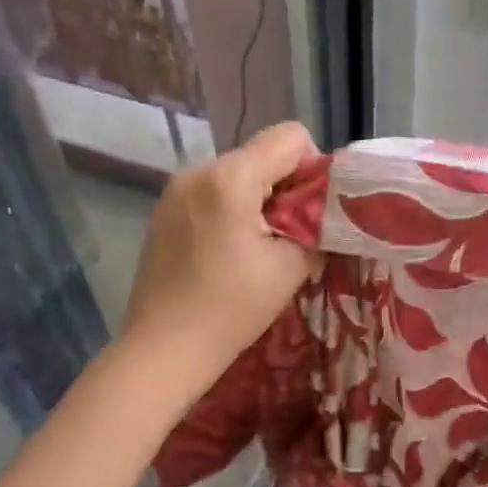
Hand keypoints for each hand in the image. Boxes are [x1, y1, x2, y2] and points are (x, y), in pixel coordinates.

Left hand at [119, 121, 320, 402]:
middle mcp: (198, 170)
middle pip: (262, 155)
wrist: (163, 350)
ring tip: (258, 250)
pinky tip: (229, 255)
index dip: (314, 169)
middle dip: (286, 189)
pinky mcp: (164, 212)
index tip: (313, 213)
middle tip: (291, 238)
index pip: (291, 137)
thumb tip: (323, 211)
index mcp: (230, 177)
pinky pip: (212, 194)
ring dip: (259, 202)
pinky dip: (232, 212)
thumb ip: (316, 225)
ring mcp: (175, 190)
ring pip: (237, 175)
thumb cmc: (232, 308)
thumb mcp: (291, 266)